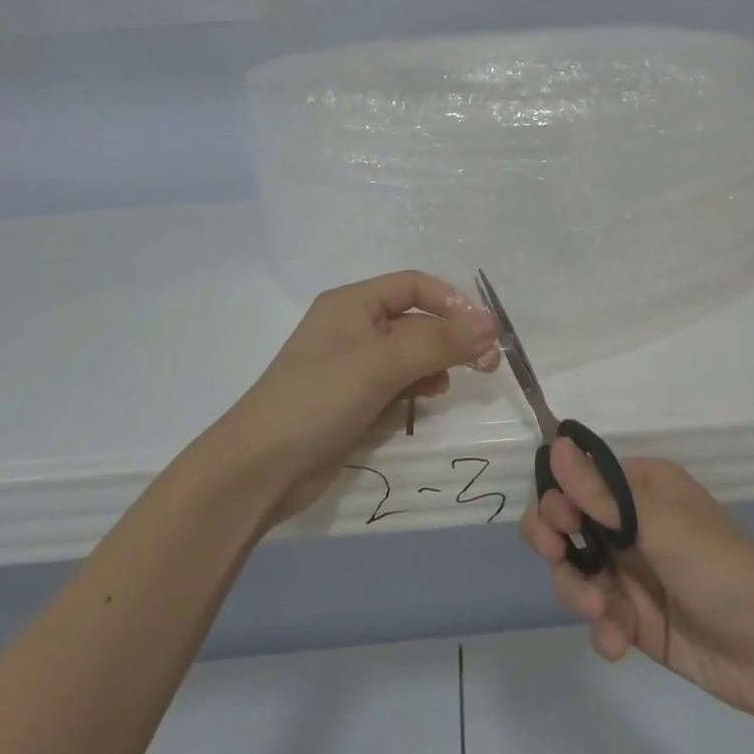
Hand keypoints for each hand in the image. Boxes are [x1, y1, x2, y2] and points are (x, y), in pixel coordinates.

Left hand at [223, 271, 500, 521]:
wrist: (261, 468)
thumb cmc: (320, 397)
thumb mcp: (382, 363)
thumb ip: (439, 342)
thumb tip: (492, 324)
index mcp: (351, 303)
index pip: (413, 285)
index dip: (451, 302)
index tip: (483, 330)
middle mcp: (352, 327)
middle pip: (414, 320)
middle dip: (449, 337)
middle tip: (486, 363)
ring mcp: (352, 366)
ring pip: (409, 354)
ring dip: (436, 363)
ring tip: (451, 383)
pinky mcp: (354, 400)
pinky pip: (397, 383)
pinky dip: (416, 387)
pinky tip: (427, 399)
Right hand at [522, 443, 753, 733]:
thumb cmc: (721, 569)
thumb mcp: (660, 525)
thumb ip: (600, 493)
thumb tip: (555, 442)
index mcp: (640, 488)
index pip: (578, 479)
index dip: (557, 498)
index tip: (559, 524)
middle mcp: (631, 524)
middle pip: (566, 524)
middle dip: (555, 543)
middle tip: (557, 556)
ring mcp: (632, 573)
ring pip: (575, 571)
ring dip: (577, 592)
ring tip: (602, 615)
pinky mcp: (636, 620)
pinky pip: (598, 616)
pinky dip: (601, 629)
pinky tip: (618, 643)